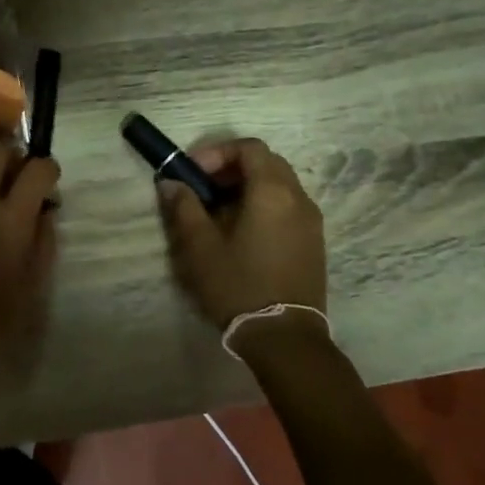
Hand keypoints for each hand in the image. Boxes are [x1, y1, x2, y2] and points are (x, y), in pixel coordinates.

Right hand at [158, 138, 326, 329]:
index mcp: (273, 192)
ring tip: (218, 215)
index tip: (192, 173)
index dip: (217, 153)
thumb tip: (171, 183)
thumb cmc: (238, 285)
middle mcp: (299, 198)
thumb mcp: (200, 247)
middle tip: (203, 190)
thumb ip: (184, 208)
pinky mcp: (314, 243)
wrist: (283, 337)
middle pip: (267, 163)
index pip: (249, 148)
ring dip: (248, 189)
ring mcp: (311, 222)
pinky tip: (242, 235)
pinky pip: (288, 208)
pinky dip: (264, 207)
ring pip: (279, 186)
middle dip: (232, 169)